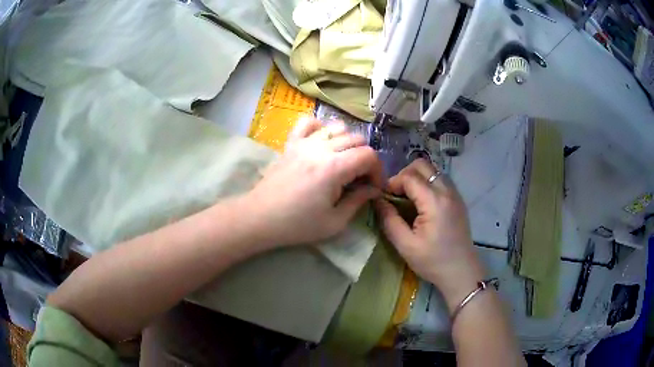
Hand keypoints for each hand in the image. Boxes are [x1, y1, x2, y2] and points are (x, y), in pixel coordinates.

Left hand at [247, 117, 382, 246]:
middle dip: (366, 158)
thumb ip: (358, 201)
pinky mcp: (291, 143)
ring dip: (348, 142)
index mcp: (334, 168)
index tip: (374, 187)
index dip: (378, 170)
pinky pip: (308, 122)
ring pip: (337, 127)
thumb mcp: (334, 222)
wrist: (261, 218)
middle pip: (357, 139)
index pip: (369, 155)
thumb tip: (373, 189)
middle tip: (360, 179)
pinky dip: (321, 127)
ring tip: (344, 161)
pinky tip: (322, 143)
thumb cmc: (297, 224)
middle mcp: (321, 148)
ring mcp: (304, 142)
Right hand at [375, 159, 484, 311]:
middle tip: (396, 194)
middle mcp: (447, 191)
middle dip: (405, 174)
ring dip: (417, 178)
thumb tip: (377, 201)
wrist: (461, 271)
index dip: (392, 183)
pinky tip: (422, 203)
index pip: (409, 177)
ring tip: (408, 198)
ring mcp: (455, 194)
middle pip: (422, 165)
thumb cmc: (433, 261)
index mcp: (434, 201)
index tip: (384, 197)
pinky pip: (440, 180)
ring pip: (433, 170)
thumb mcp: (405, 245)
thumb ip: (389, 221)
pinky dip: (428, 183)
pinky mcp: (458, 200)